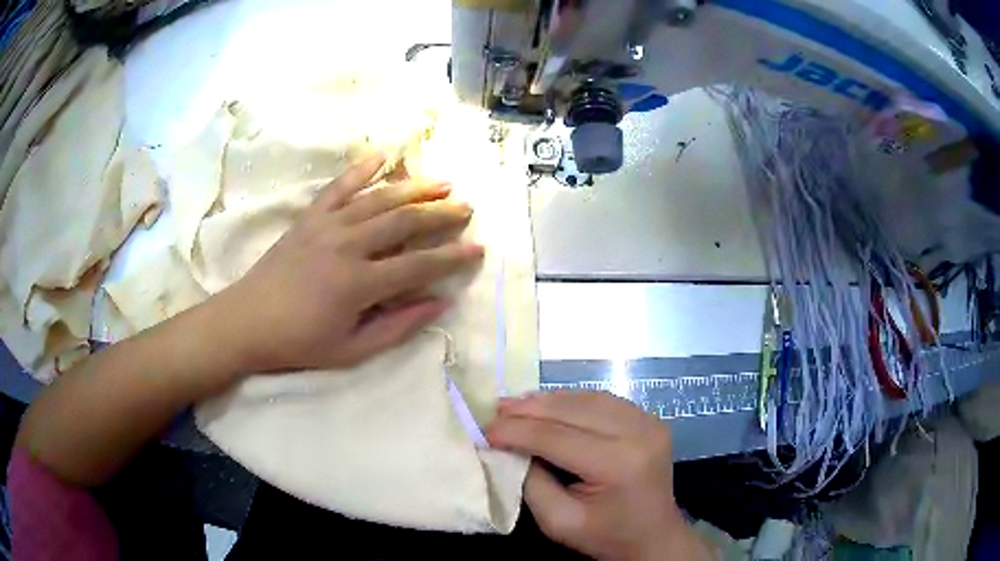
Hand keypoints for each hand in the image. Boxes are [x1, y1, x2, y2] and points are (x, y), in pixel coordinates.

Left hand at [215, 154, 482, 372]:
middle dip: (441, 214)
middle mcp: (347, 245)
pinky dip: (361, 168)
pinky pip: (339, 186)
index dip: (452, 257)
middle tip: (467, 207)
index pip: (418, 265)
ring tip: (442, 182)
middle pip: (404, 221)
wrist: (247, 321)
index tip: (478, 248)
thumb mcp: (352, 350)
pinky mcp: (309, 217)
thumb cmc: (299, 343)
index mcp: (358, 284)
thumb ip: (398, 327)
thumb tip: (439, 302)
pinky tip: (382, 154)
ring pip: (379, 198)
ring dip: (414, 188)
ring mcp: (326, 225)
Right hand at [487, 392, 712, 560]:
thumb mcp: (557, 521)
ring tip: (515, 405)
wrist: (654, 537)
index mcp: (619, 464)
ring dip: (548, 401)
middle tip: (494, 410)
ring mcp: (648, 421)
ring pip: (587, 398)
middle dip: (528, 409)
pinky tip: (549, 406)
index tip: (483, 429)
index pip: (556, 437)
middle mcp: (638, 432)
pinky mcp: (649, 419)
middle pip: (572, 410)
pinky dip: (571, 401)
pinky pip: (602, 401)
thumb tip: (508, 446)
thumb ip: (530, 481)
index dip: (516, 431)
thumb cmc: (604, 536)